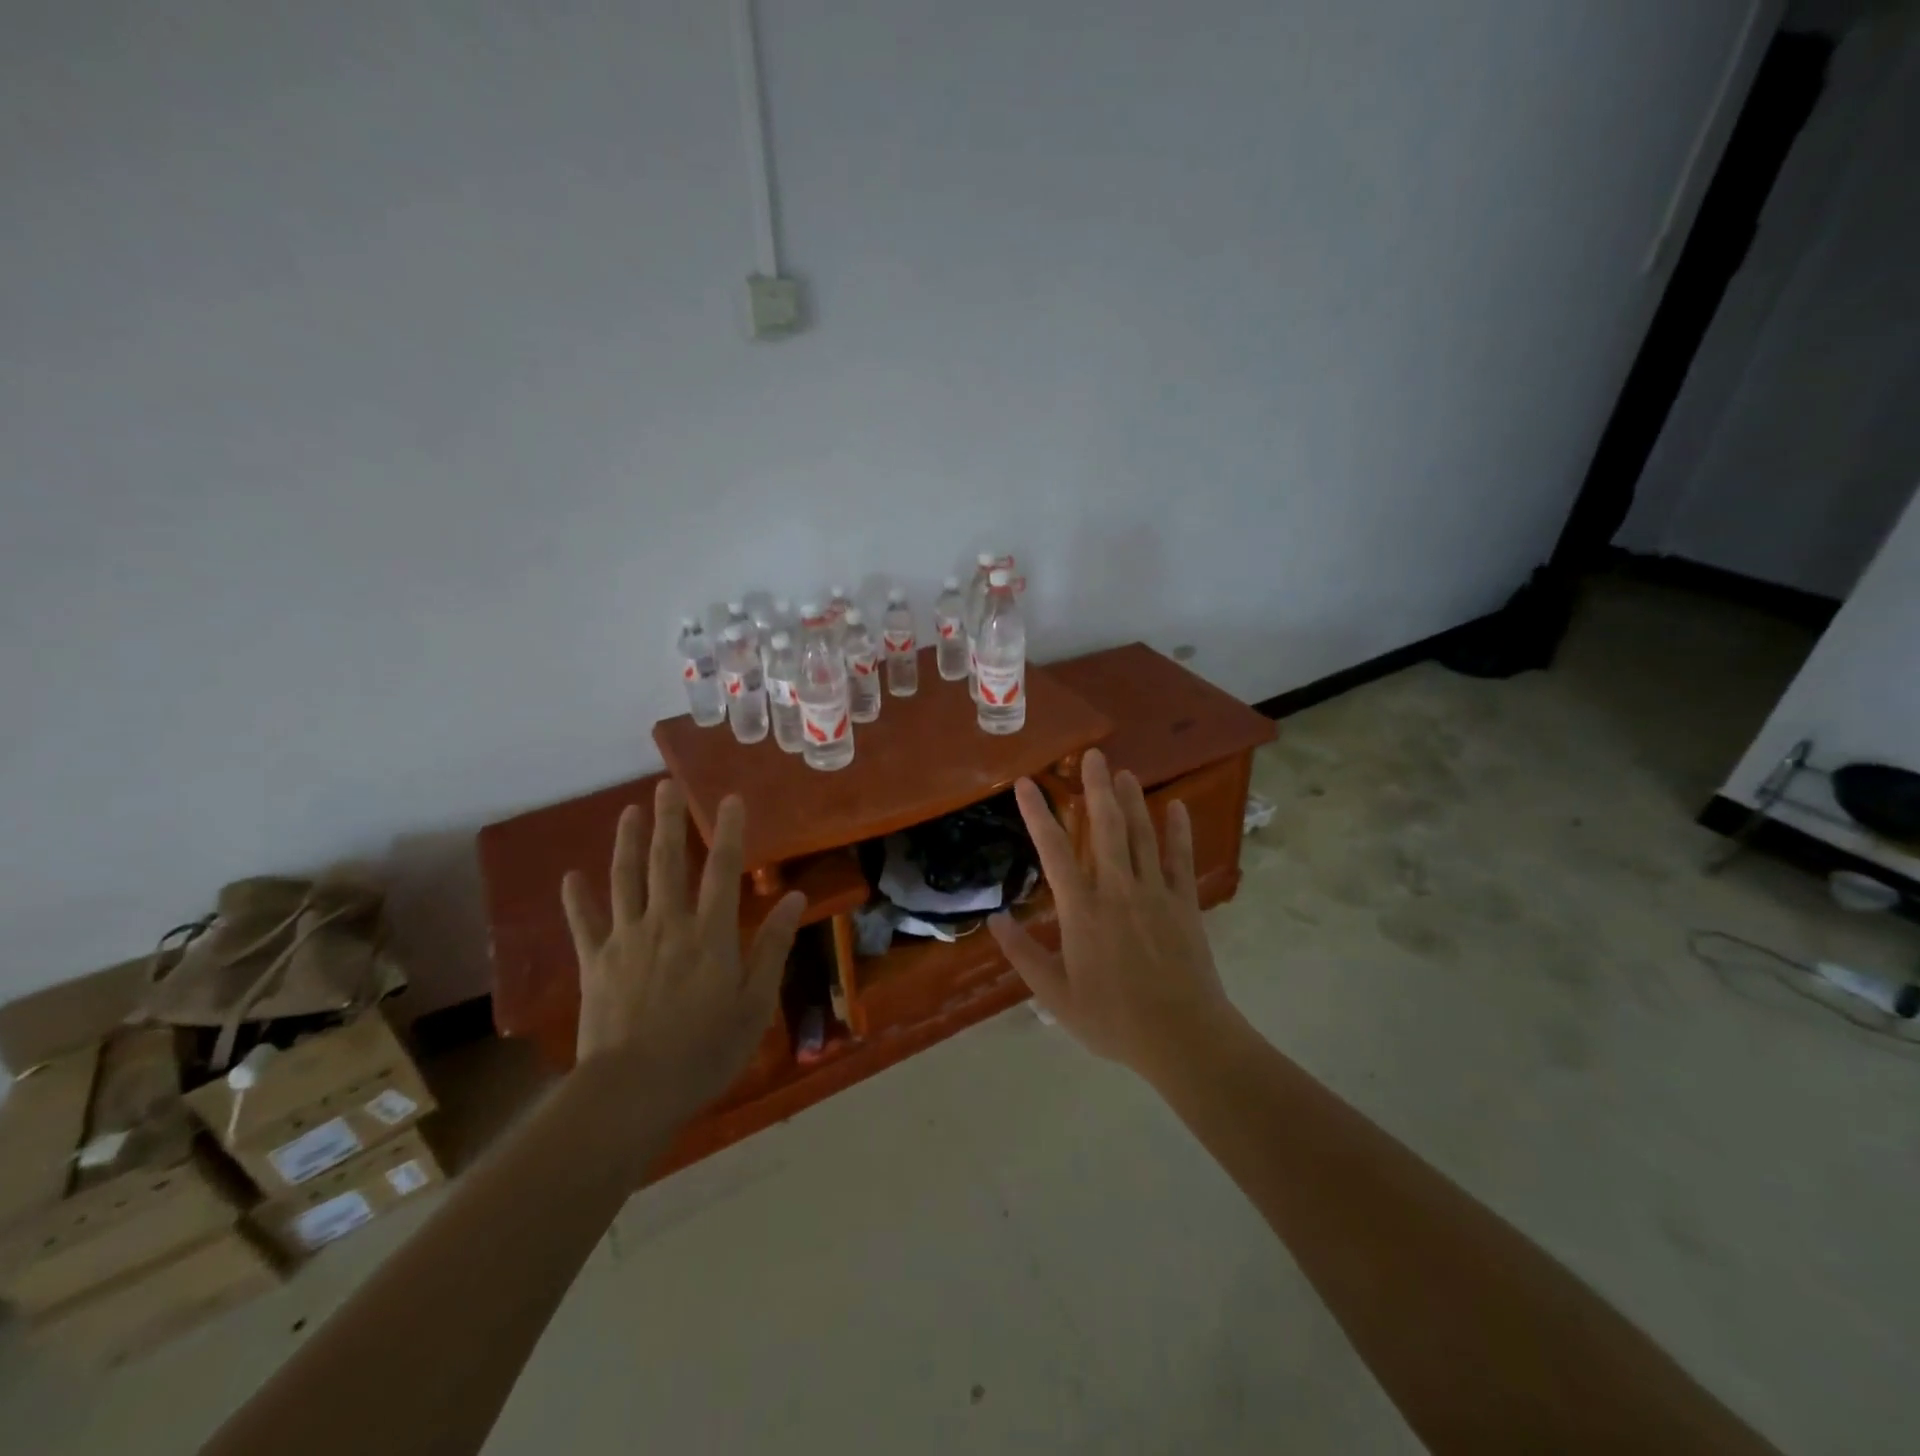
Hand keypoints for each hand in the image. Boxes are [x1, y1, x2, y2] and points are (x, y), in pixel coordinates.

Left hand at [561, 780, 804, 1125]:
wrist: (632, 1091)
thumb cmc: (705, 1051)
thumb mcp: (755, 1003)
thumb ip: (773, 946)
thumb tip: (795, 898)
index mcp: (710, 933)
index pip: (723, 869)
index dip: (728, 831)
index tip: (729, 798)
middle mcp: (667, 924)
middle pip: (668, 862)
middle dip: (668, 821)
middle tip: (664, 785)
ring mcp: (626, 940)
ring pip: (626, 880)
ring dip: (627, 842)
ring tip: (628, 811)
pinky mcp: (594, 963)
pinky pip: (584, 923)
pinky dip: (577, 899)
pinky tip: (570, 876)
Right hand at [989, 748, 1236, 1078]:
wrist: (1183, 1037)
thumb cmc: (1113, 1019)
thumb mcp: (1055, 995)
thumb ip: (1024, 955)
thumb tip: (996, 920)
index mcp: (1083, 910)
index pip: (1054, 850)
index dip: (1038, 814)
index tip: (1027, 783)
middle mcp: (1117, 889)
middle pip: (1105, 827)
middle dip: (1096, 788)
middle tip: (1092, 755)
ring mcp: (1155, 892)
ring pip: (1141, 834)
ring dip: (1131, 800)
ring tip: (1123, 771)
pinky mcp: (1184, 902)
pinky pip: (1180, 858)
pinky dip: (1178, 830)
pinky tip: (1176, 806)